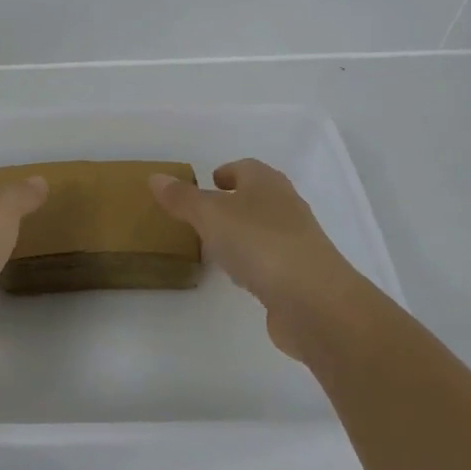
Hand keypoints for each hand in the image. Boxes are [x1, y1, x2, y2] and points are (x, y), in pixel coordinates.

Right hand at [150, 159, 360, 355]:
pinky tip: (239, 277)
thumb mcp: (210, 215)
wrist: (314, 301)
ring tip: (216, 247)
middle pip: (258, 197)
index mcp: (267, 184)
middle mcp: (287, 207)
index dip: (226, 172)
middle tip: (204, 215)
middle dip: (233, 203)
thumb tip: (156, 177)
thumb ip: (182, 198)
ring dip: (243, 234)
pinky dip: (254, 263)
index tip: (208, 183)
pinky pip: (271, 261)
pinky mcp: (302, 277)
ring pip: (265, 229)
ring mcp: (298, 243)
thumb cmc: (258, 243)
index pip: (246, 168)